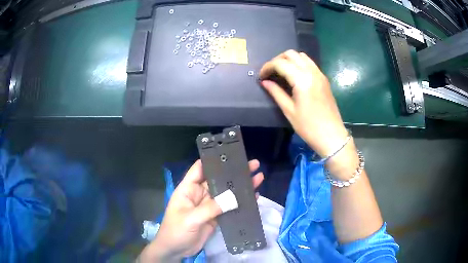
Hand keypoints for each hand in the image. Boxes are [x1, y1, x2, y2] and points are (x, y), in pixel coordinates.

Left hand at [139, 159, 263, 261]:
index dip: (213, 160)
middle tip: (252, 164)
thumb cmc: (176, 231)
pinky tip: (253, 197)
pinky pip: (229, 207)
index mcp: (188, 189)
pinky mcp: (216, 216)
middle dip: (233, 172)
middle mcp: (199, 194)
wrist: (176, 250)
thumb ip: (211, 208)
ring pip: (226, 193)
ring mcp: (209, 206)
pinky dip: (240, 203)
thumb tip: (233, 198)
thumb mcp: (190, 218)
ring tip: (258, 177)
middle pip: (217, 180)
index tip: (230, 154)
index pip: (199, 169)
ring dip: (240, 186)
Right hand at [260, 50, 357, 179]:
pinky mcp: (324, 78)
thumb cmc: (309, 127)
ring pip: (301, 56)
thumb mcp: (289, 111)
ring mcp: (319, 74)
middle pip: (291, 54)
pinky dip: (299, 63)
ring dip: (289, 59)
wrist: (332, 136)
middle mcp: (312, 72)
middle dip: (277, 60)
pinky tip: (294, 75)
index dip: (267, 67)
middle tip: (270, 73)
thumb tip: (265, 82)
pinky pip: (309, 63)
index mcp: (302, 80)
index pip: (280, 63)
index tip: (261, 76)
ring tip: (281, 72)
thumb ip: (276, 93)